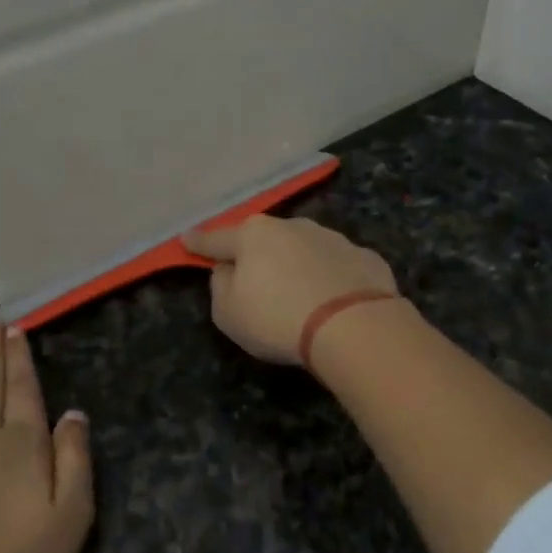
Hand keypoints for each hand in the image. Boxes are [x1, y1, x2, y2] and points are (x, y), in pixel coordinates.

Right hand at [183, 215, 398, 364]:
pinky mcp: (364, 257)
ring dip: (296, 265)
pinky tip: (334, 301)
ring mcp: (332, 238)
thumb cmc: (277, 318)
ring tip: (299, 295)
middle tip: (254, 279)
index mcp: (253, 236)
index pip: (217, 239)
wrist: (354, 325)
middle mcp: (292, 227)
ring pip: (303, 249)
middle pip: (264, 240)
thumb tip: (228, 269)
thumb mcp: (228, 313)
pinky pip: (337, 267)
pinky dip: (330, 278)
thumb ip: (220, 286)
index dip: (199, 242)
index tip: (186, 239)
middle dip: (256, 254)